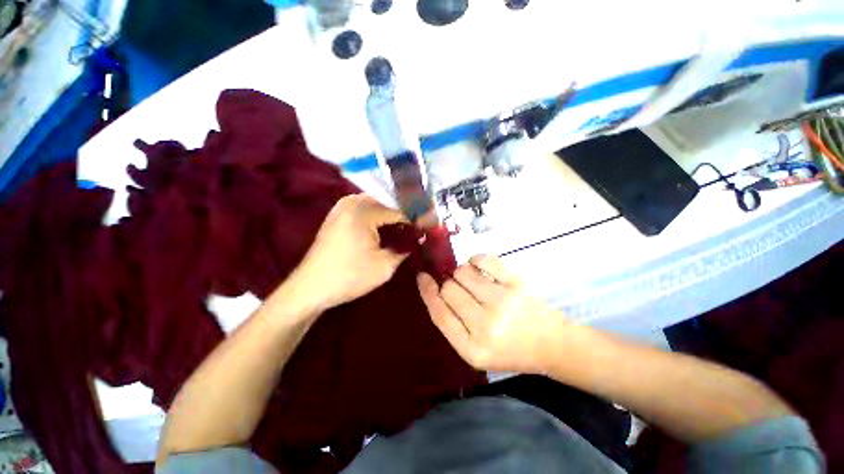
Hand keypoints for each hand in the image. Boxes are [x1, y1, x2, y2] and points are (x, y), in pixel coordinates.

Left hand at [295, 194, 409, 311]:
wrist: (311, 288)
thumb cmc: (349, 277)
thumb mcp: (385, 266)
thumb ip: (405, 249)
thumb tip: (418, 240)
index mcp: (363, 211)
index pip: (398, 211)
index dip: (415, 221)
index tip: (427, 230)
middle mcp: (351, 202)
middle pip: (387, 205)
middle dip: (402, 218)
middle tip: (415, 232)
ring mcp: (341, 207)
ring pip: (376, 206)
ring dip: (390, 218)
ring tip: (402, 232)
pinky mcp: (337, 215)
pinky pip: (364, 210)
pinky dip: (376, 219)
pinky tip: (383, 232)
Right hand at [417, 255, 568, 373]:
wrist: (552, 345)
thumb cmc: (510, 350)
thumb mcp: (476, 351)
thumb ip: (453, 324)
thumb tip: (434, 289)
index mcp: (472, 349)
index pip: (439, 314)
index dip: (427, 291)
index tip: (422, 276)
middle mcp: (485, 326)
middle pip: (449, 290)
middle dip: (449, 285)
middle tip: (461, 290)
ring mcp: (503, 302)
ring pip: (462, 272)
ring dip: (461, 273)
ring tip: (472, 280)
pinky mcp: (516, 284)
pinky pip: (484, 260)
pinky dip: (476, 259)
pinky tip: (480, 267)